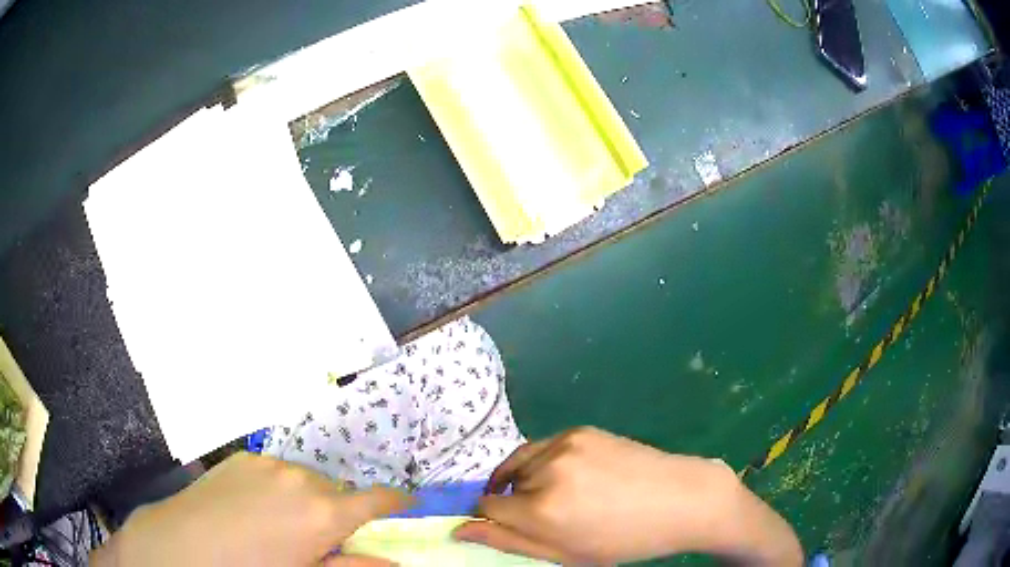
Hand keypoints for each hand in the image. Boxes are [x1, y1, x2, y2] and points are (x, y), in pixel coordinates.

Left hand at [91, 452, 411, 566]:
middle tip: (320, 537)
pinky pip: (275, 471)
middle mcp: (300, 477)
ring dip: (307, 498)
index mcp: (322, 512)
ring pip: (306, 479)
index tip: (408, 507)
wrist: (184, 546)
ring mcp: (268, 463)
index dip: (398, 503)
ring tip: (281, 524)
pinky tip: (255, 508)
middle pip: (338, 490)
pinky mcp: (243, 458)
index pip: (377, 499)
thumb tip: (393, 561)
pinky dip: (278, 487)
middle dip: (339, 511)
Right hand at [453, 427, 802, 565]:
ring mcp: (565, 444)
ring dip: (527, 480)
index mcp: (543, 509)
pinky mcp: (580, 430)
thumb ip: (509, 542)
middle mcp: (548, 470)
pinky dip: (545, 463)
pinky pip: (543, 448)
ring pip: (520, 463)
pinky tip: (573, 477)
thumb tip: (460, 529)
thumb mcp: (567, 554)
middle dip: (515, 502)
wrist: (681, 498)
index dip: (492, 518)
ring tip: (559, 496)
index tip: (507, 525)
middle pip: (503, 484)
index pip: (487, 507)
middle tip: (550, 517)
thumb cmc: (626, 540)